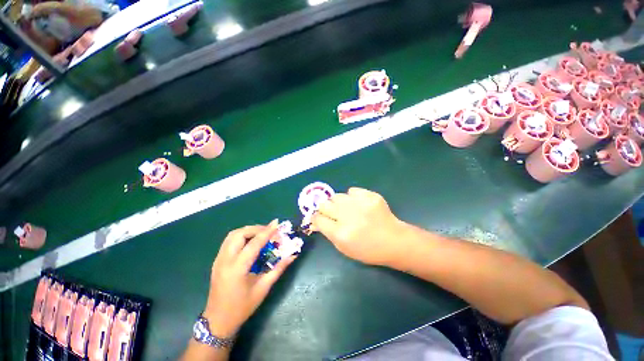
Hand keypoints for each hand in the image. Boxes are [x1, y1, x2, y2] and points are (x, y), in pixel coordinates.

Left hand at [203, 221, 295, 337]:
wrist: (218, 321)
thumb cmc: (242, 307)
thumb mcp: (263, 288)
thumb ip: (278, 269)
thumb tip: (293, 255)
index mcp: (237, 269)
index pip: (253, 244)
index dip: (266, 232)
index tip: (277, 223)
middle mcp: (225, 261)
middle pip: (239, 234)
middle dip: (256, 228)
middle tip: (270, 231)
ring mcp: (218, 260)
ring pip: (232, 235)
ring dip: (248, 230)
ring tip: (261, 234)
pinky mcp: (217, 261)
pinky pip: (229, 241)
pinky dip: (241, 236)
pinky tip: (250, 241)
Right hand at [311, 187, 407, 265]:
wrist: (394, 241)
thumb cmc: (367, 249)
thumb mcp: (344, 248)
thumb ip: (327, 232)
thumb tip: (315, 220)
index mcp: (340, 233)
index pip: (317, 218)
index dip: (316, 218)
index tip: (319, 218)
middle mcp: (348, 216)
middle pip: (324, 204)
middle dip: (325, 209)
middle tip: (333, 214)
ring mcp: (360, 203)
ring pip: (336, 196)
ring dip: (338, 203)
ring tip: (347, 209)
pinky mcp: (370, 195)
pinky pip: (352, 190)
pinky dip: (352, 197)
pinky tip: (359, 204)